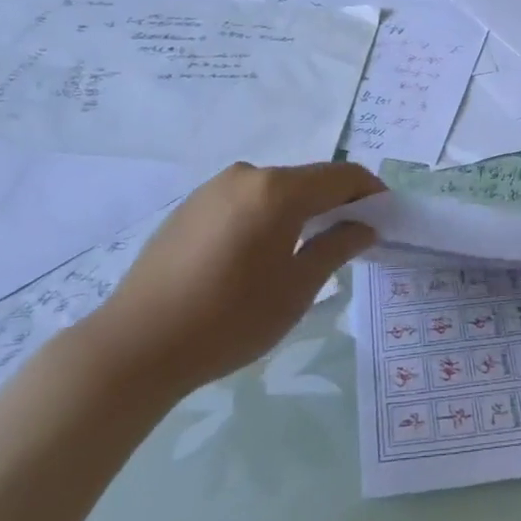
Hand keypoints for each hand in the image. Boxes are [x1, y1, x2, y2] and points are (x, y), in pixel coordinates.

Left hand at [80, 161, 382, 392]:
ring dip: (299, 210)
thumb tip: (364, 226)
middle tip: (350, 239)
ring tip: (304, 251)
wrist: (135, 345)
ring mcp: (214, 188)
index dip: (369, 192)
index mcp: (277, 190)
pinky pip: (245, 200)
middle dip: (335, 203)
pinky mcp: (191, 206)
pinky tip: (258, 255)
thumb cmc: (228, 319)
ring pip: (275, 190)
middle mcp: (247, 175)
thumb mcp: (296, 290)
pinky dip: (266, 216)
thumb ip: (336, 248)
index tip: (386, 216)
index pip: (341, 176)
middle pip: (307, 180)